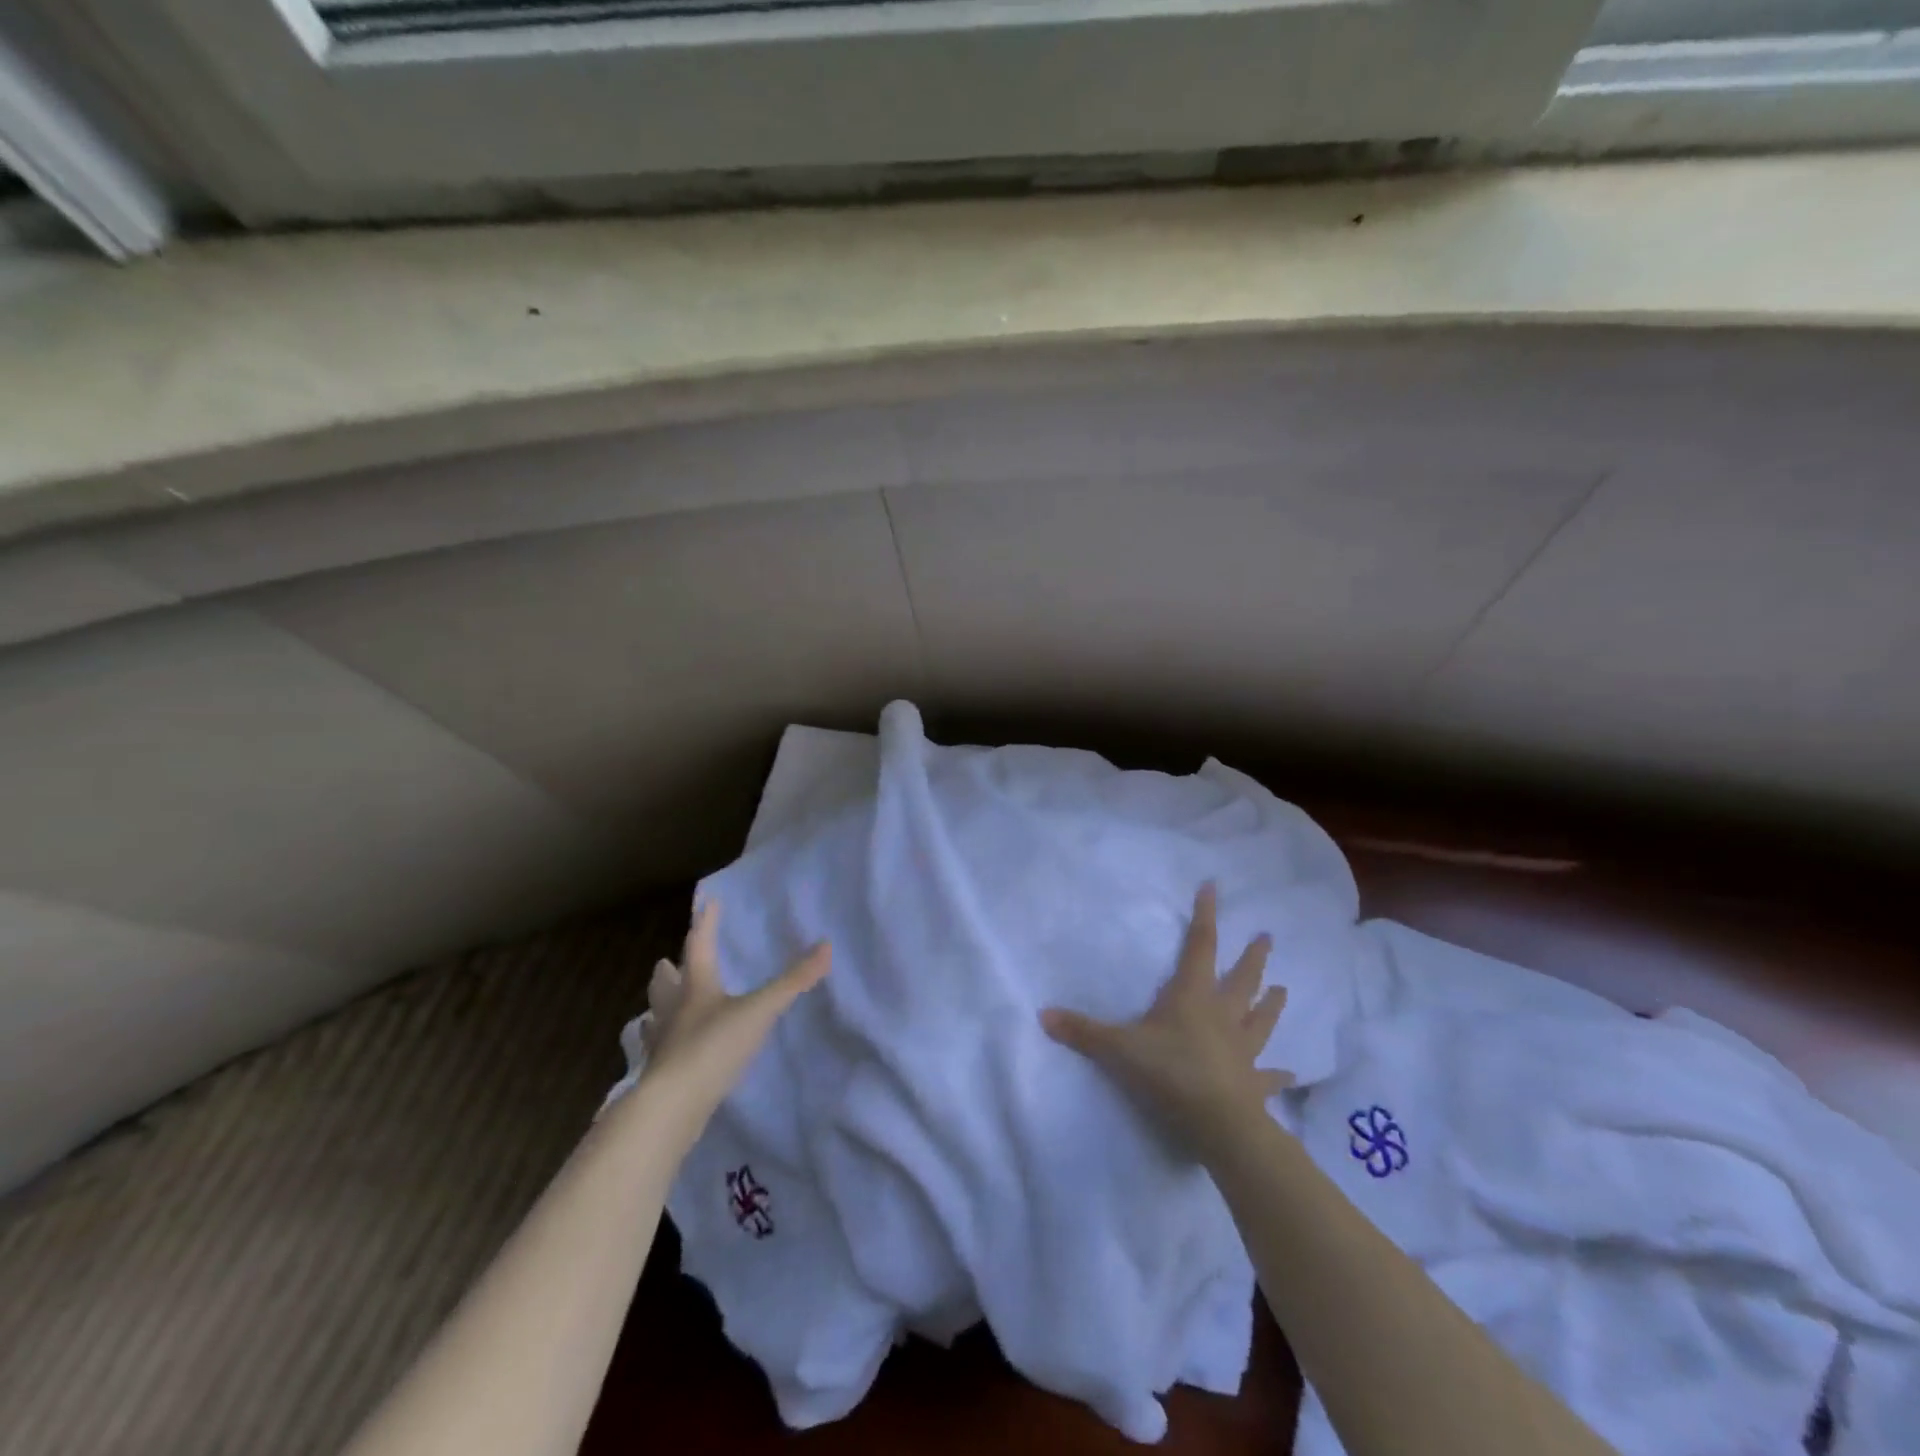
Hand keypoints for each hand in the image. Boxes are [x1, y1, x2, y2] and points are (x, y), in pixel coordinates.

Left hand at [638, 900, 829, 1129]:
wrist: (671, 1107)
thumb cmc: (713, 1047)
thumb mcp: (760, 1010)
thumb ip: (793, 981)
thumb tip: (827, 945)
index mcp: (696, 987)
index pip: (699, 945)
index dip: (706, 924)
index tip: (708, 904)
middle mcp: (673, 1010)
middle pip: (665, 984)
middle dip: (669, 971)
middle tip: (668, 963)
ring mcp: (661, 1044)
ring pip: (655, 1017)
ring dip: (660, 1008)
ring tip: (663, 1007)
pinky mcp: (658, 1075)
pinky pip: (657, 1051)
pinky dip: (662, 1045)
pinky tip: (667, 1052)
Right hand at [1041, 884, 1293, 1161]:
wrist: (1218, 1123)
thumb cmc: (1169, 1072)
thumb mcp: (1118, 1049)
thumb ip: (1083, 1031)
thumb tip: (1042, 1014)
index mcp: (1193, 996)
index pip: (1200, 945)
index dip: (1205, 915)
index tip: (1214, 887)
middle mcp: (1223, 1015)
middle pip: (1242, 979)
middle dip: (1253, 957)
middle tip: (1267, 936)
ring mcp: (1244, 1049)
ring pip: (1261, 1019)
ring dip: (1272, 1004)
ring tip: (1283, 989)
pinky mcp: (1255, 1084)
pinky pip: (1269, 1076)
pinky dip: (1279, 1073)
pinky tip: (1291, 1072)